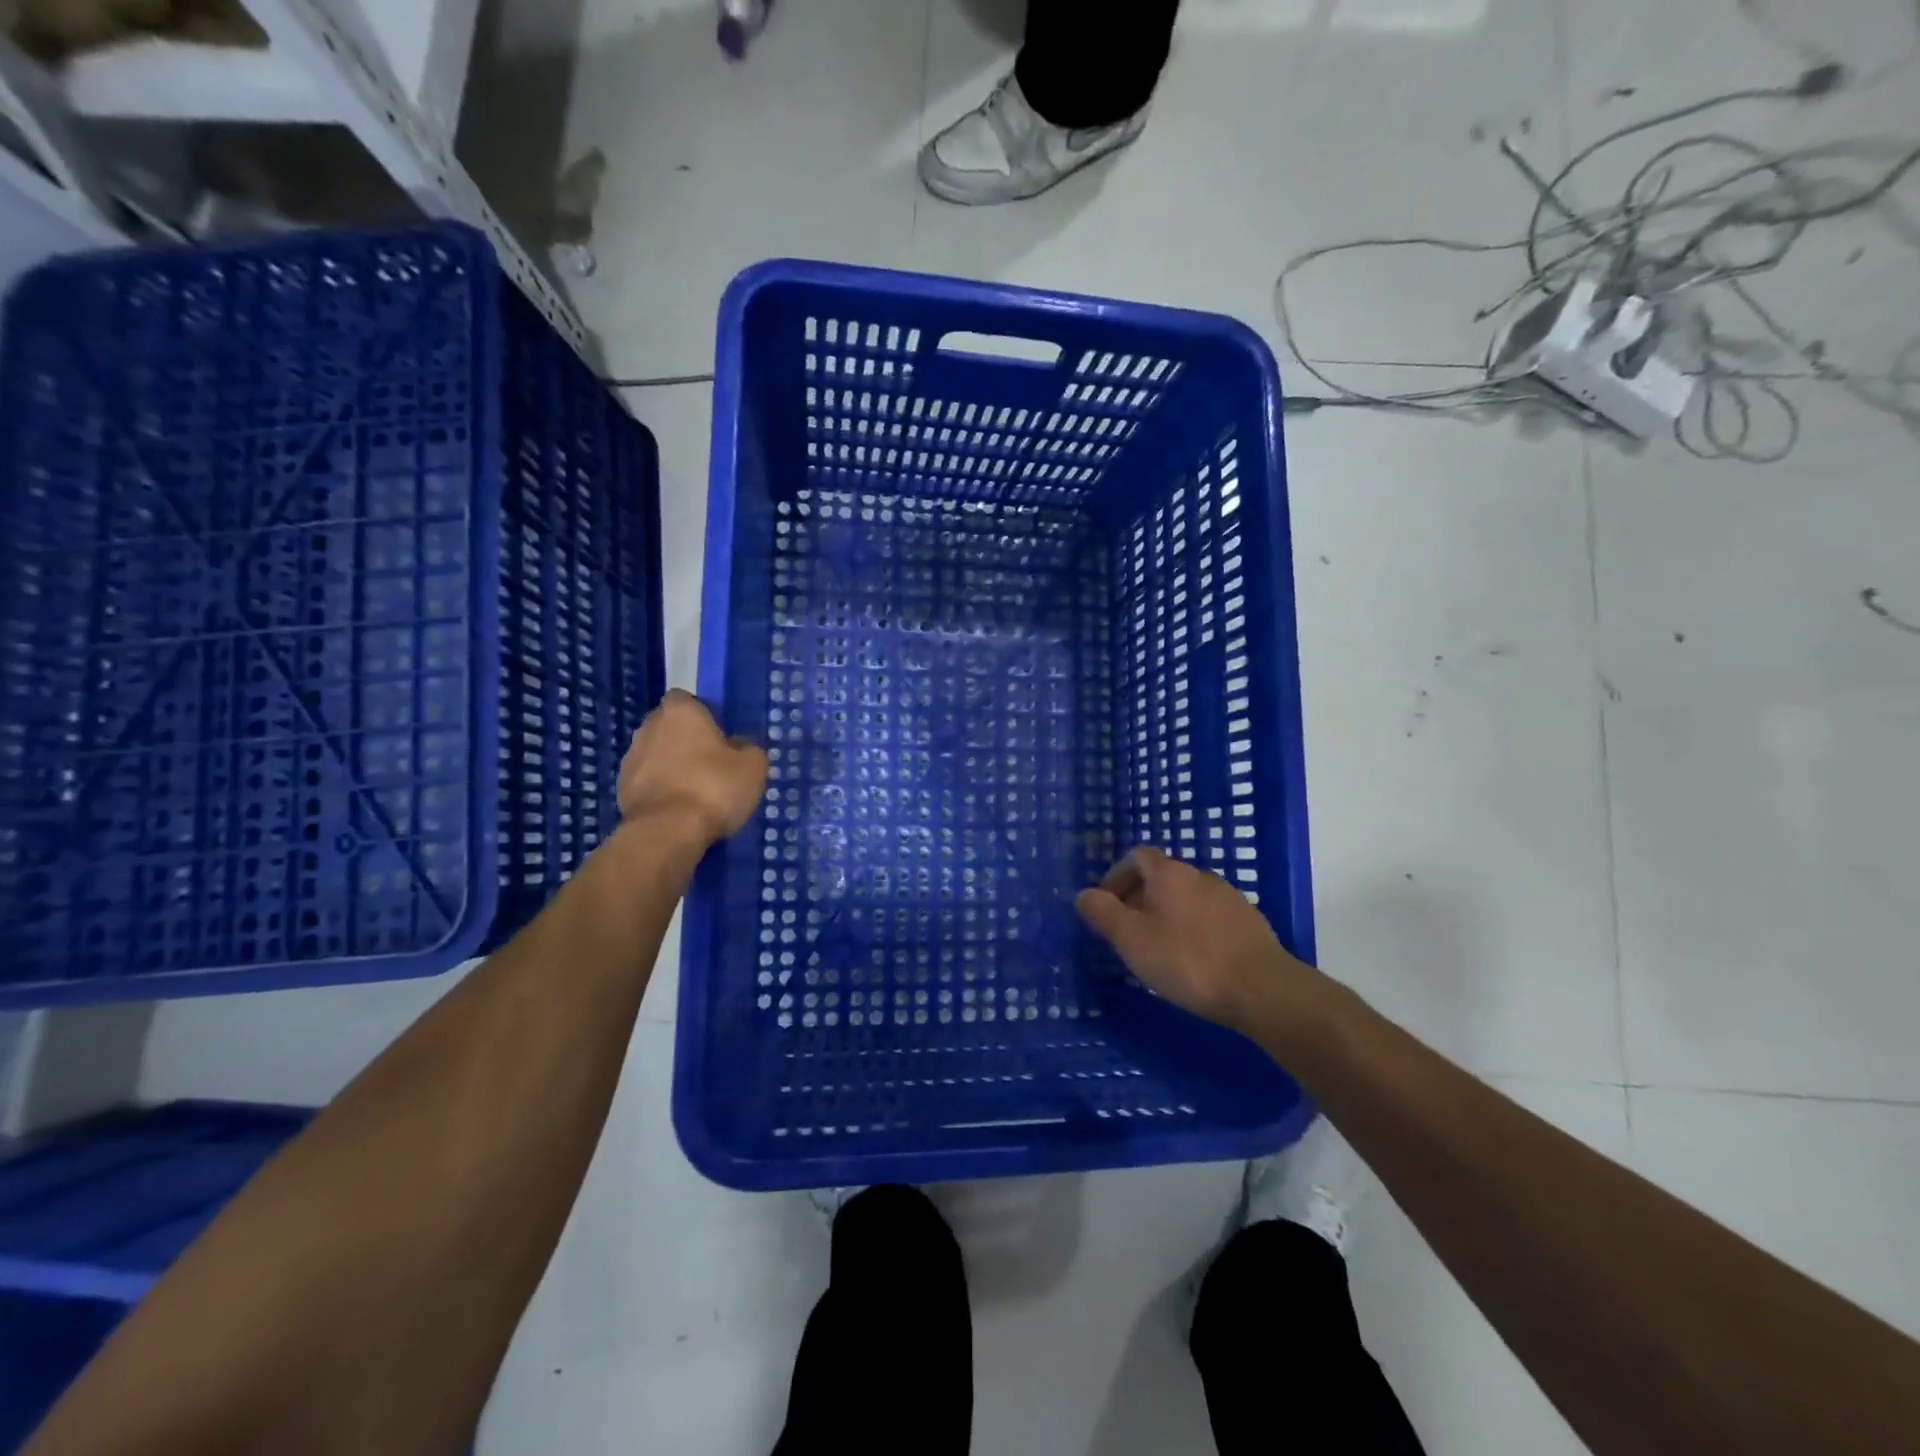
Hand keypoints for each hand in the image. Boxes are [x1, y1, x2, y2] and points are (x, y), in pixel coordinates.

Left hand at [617, 690, 767, 845]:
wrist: (667, 832)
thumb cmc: (714, 787)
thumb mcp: (753, 766)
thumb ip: (747, 748)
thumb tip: (738, 747)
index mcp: (680, 711)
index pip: (687, 700)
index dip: (703, 715)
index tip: (719, 735)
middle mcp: (649, 727)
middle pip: (669, 727)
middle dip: (685, 740)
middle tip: (710, 763)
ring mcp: (630, 758)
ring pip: (656, 755)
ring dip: (671, 766)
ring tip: (696, 791)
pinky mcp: (621, 789)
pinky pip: (647, 782)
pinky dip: (661, 790)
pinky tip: (680, 809)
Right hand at [1076, 847, 1318, 1030]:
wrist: (1261, 988)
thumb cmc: (1187, 960)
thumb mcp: (1131, 939)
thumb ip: (1103, 913)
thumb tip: (1083, 894)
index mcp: (1169, 874)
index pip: (1137, 856)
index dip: (1117, 876)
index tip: (1107, 907)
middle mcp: (1200, 876)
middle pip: (1162, 877)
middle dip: (1140, 899)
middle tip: (1128, 934)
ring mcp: (1229, 898)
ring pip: (1187, 898)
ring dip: (1168, 915)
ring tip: (1159, 950)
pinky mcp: (1249, 922)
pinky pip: (1210, 917)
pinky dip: (1194, 930)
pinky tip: (1194, 960)